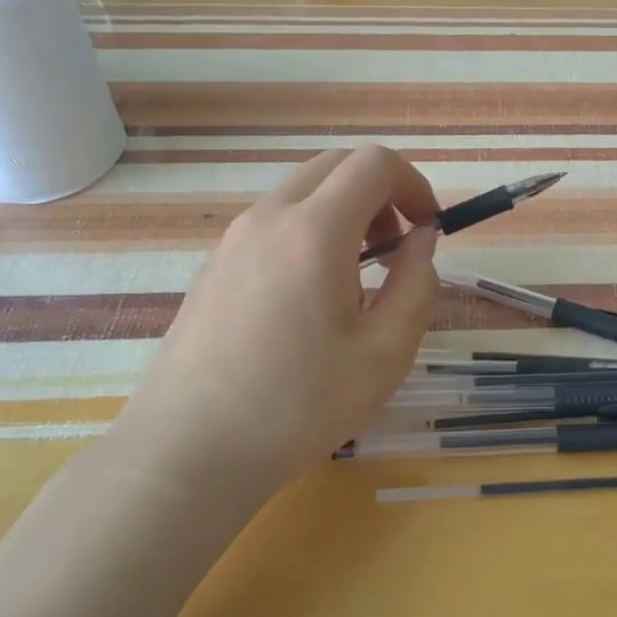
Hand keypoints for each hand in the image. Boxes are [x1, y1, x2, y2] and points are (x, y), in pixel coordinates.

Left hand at [114, 145, 440, 489]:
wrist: (188, 453)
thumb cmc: (298, 406)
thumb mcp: (386, 352)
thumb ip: (418, 283)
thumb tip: (420, 239)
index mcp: (314, 230)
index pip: (374, 163)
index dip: (414, 184)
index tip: (428, 229)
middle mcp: (269, 218)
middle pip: (336, 164)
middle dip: (380, 192)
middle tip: (395, 248)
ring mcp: (233, 239)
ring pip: (302, 191)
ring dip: (344, 211)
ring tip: (356, 279)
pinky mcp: (214, 265)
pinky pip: (274, 222)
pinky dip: (309, 232)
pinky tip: (310, 299)